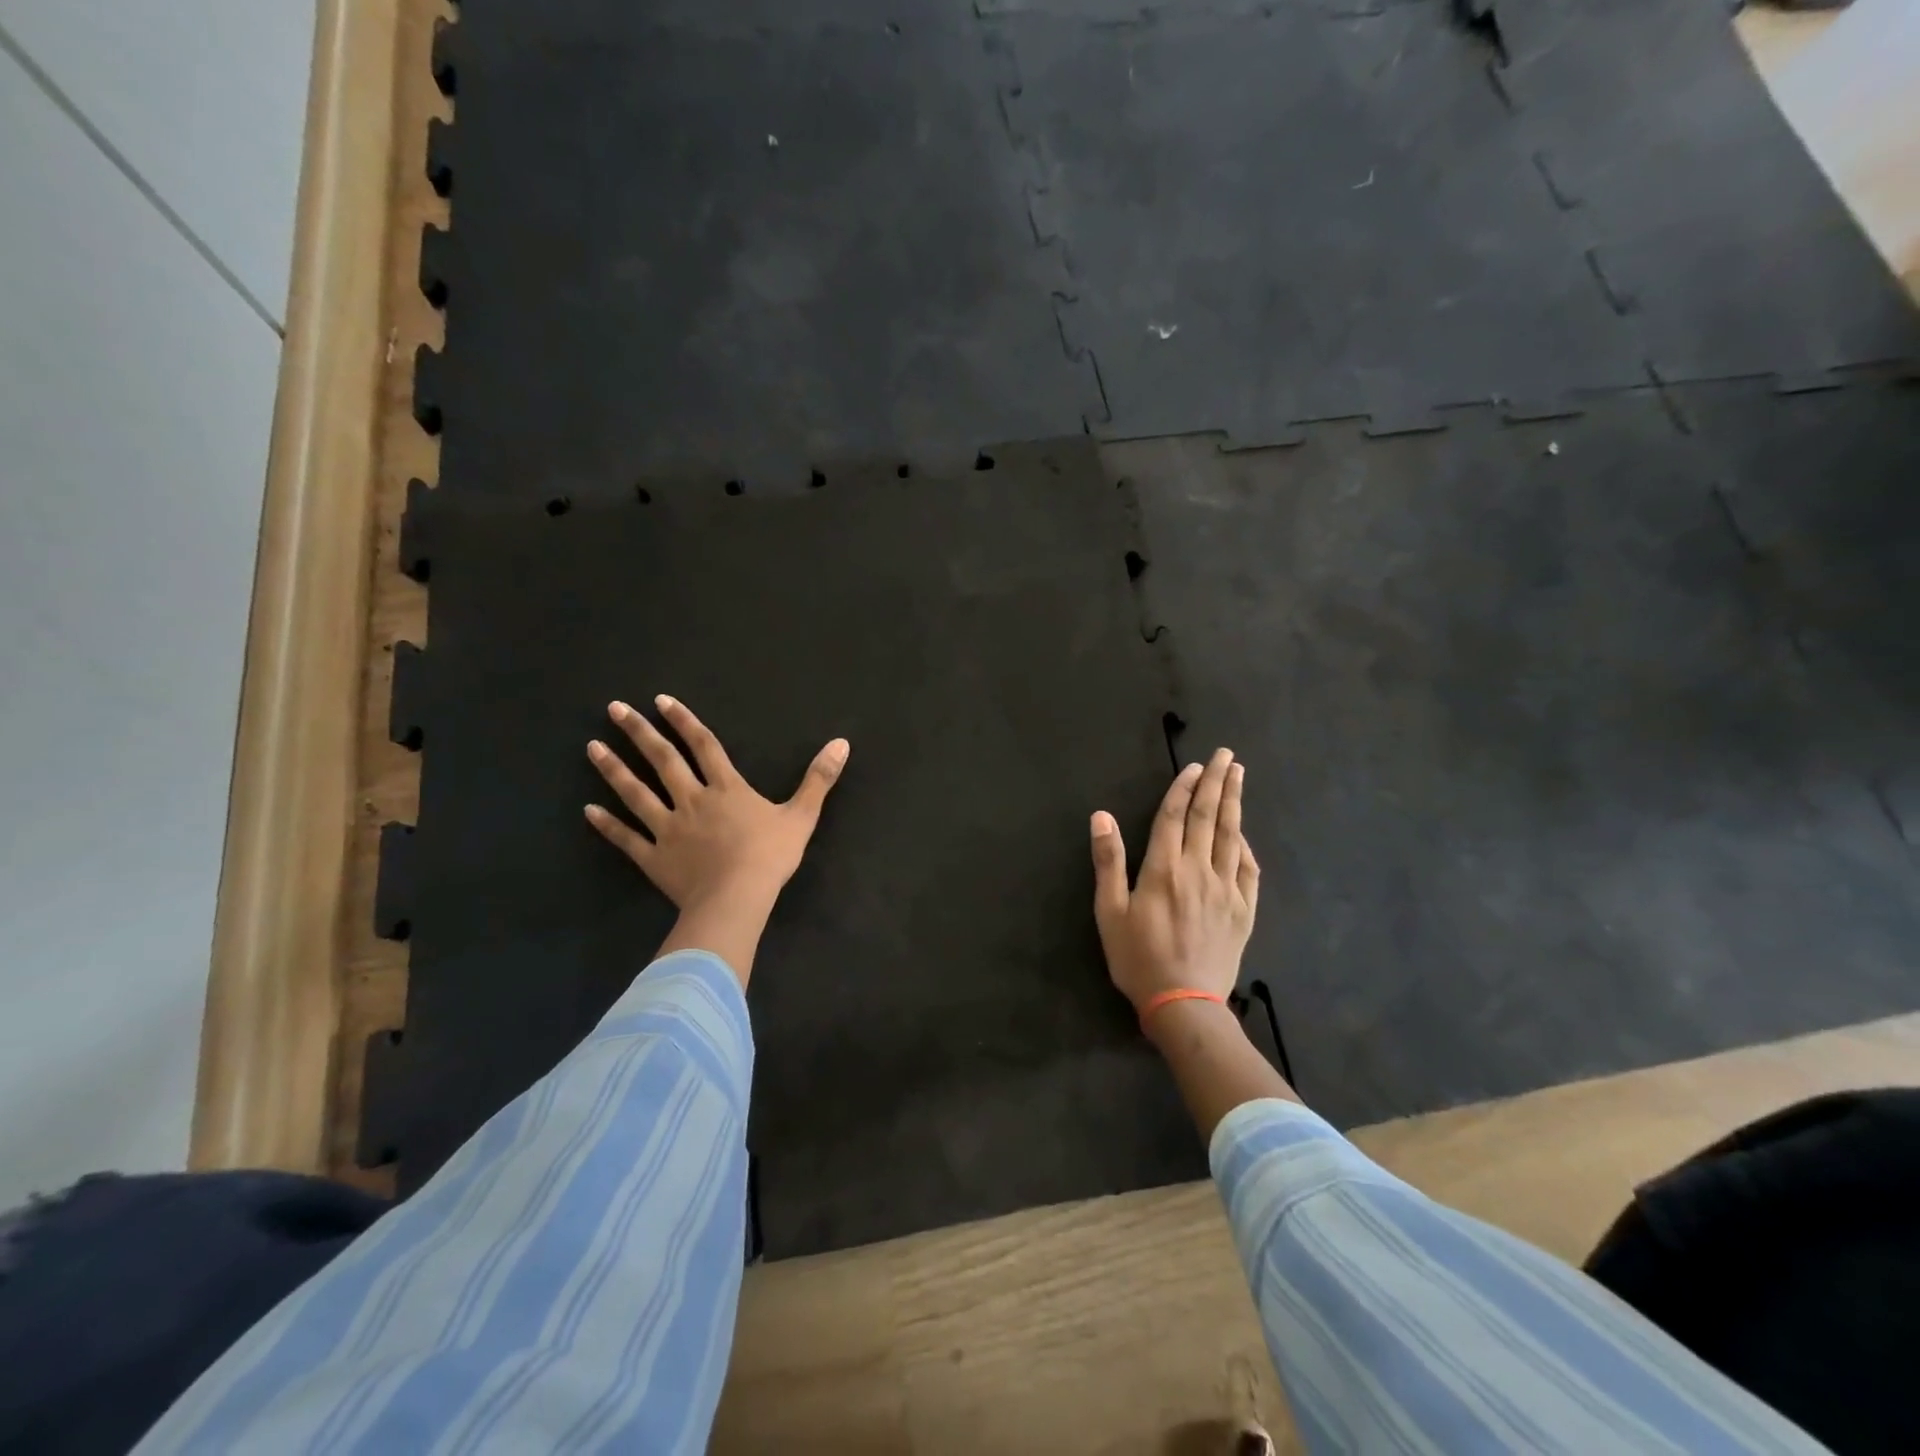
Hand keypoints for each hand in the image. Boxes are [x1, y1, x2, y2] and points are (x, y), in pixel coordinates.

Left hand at [585, 695, 848, 981]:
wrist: (737, 898)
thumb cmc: (770, 856)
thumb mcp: (802, 815)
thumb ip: (819, 778)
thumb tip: (842, 743)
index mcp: (726, 788)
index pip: (704, 746)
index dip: (685, 721)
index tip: (661, 700)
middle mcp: (692, 800)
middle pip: (663, 760)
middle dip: (639, 732)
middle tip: (614, 708)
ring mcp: (669, 828)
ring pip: (636, 793)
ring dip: (614, 769)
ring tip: (592, 747)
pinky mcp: (654, 857)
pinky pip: (627, 838)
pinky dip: (608, 824)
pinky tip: (589, 810)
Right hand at [1090, 748, 1258, 1013]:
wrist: (1183, 1003)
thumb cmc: (1138, 957)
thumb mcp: (1109, 912)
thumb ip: (1108, 861)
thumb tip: (1101, 816)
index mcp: (1164, 869)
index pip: (1174, 816)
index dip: (1183, 788)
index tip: (1194, 766)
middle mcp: (1198, 870)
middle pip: (1208, 817)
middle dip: (1216, 783)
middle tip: (1226, 755)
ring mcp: (1226, 889)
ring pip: (1231, 836)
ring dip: (1234, 803)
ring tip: (1239, 776)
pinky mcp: (1243, 910)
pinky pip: (1248, 869)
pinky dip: (1246, 846)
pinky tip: (1244, 834)